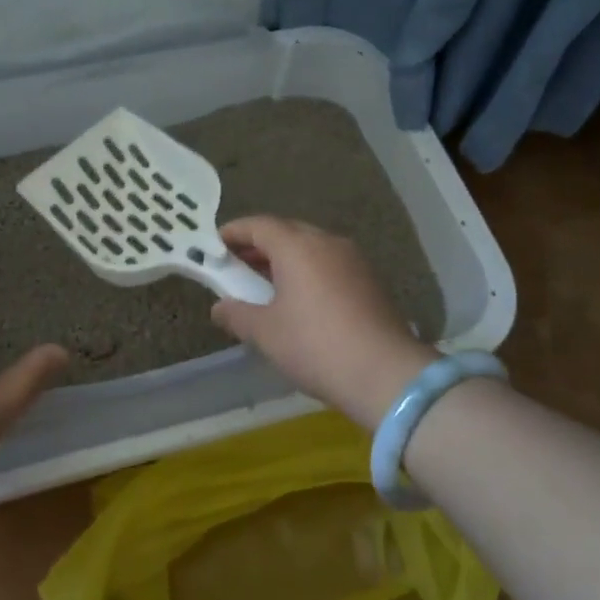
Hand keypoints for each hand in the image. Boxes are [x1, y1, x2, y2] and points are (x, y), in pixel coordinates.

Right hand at [211, 216, 437, 427]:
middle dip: (258, 246)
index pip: (258, 225)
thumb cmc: (315, 346)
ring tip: (265, 286)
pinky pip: (329, 265)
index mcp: (297, 246)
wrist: (386, 375)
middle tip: (236, 267)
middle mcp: (327, 242)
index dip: (233, 232)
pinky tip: (300, 300)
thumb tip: (219, 308)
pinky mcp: (370, 281)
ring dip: (284, 260)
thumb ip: (237, 314)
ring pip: (310, 248)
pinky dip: (308, 272)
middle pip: (286, 232)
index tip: (214, 245)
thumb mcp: (266, 333)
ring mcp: (353, 260)